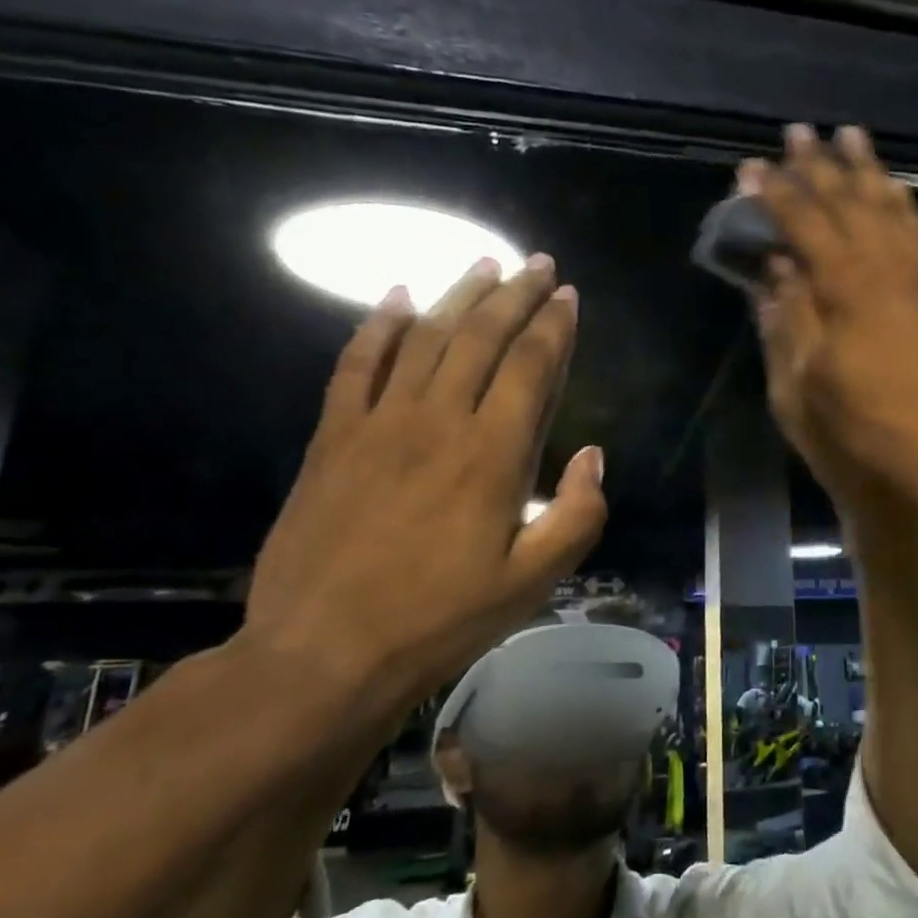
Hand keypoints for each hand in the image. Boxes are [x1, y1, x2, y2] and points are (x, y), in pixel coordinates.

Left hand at [246, 257, 605, 703]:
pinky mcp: (335, 437)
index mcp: (494, 454)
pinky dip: (379, 326)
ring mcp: (380, 423)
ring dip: (460, 295)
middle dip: (516, 294)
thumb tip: (593, 455)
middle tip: (537, 264)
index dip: (554, 326)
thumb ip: (578, 514)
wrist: (324, 653)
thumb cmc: (442, 619)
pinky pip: (357, 364)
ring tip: (485, 264)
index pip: (532, 366)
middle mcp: (440, 420)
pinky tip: (397, 298)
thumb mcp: (534, 582)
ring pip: (426, 337)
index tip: (569, 296)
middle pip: (482, 336)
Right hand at [745, 125, 917, 515]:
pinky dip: (905, 203)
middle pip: (849, 201)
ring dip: (868, 170)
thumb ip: (788, 321)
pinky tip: (897, 190)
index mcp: (845, 286)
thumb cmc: (864, 434)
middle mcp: (888, 265)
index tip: (750, 168)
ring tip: (851, 136)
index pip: (803, 222)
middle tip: (798, 131)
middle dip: (820, 165)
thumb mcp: (801, 388)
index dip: (774, 193)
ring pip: (892, 206)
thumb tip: (775, 271)